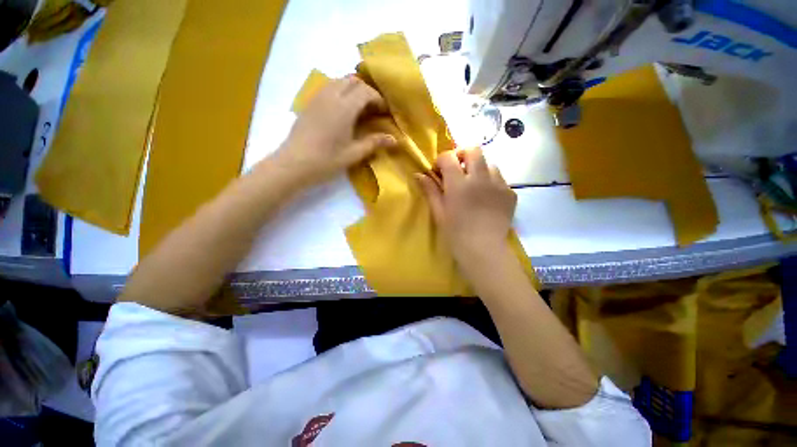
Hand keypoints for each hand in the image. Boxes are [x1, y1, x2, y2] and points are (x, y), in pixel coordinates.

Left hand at [276, 76, 395, 185]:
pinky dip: (340, 92)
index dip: (378, 99)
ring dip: (353, 89)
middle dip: (367, 91)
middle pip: (352, 81)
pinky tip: (343, 110)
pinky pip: (328, 87)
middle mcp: (331, 96)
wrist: (294, 164)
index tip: (385, 112)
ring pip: (339, 81)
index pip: (365, 91)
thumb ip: (374, 143)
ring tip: (360, 108)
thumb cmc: (326, 161)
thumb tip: (395, 140)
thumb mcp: (354, 154)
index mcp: (344, 108)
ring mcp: (318, 97)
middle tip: (374, 109)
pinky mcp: (309, 103)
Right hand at [417, 148, 516, 265]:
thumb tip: (418, 175)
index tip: (439, 172)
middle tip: (458, 170)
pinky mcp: (510, 193)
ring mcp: (498, 184)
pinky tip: (487, 198)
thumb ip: (430, 190)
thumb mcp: (439, 212)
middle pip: (474, 150)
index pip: (449, 157)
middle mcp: (480, 178)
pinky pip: (500, 179)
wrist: (484, 249)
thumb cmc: (456, 233)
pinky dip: (491, 182)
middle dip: (463, 155)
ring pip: (490, 163)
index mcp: (459, 183)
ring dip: (479, 169)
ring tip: (474, 185)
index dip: (441, 160)